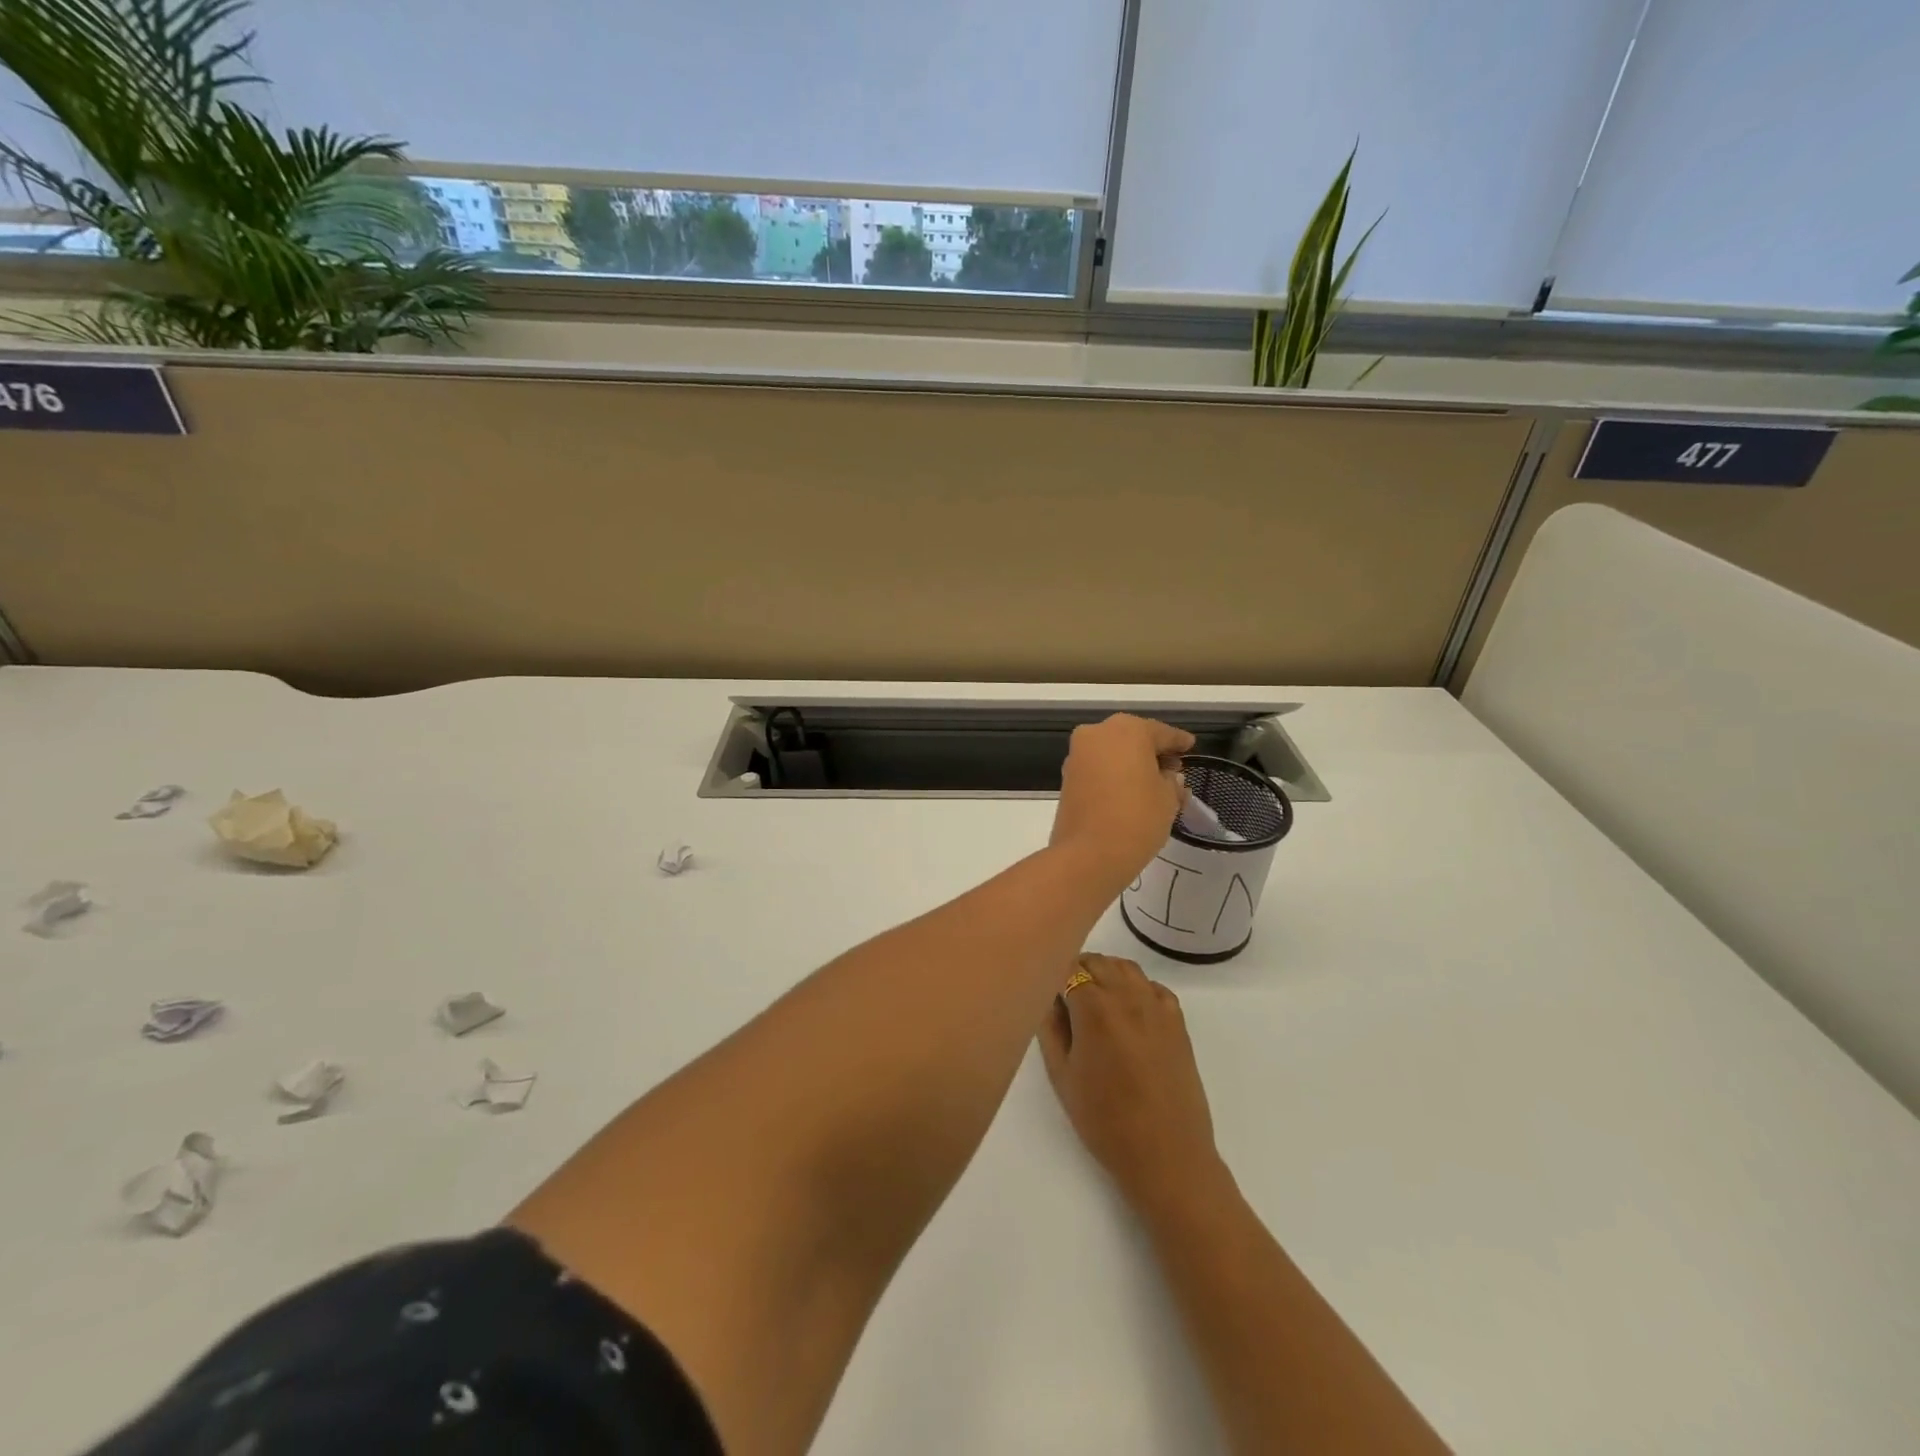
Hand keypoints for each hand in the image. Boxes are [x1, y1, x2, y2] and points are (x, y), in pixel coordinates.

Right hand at [1038, 954, 1222, 1211]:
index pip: (1069, 969)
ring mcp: (1157, 1006)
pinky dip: (1137, 987)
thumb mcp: (1062, 1076)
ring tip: (1095, 1000)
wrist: (1166, 1155)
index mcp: (1095, 1008)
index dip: (1055, 975)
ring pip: (1126, 968)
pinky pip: (1153, 987)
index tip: (1046, 992)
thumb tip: (1049, 1000)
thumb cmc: (1104, 1121)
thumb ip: (1050, 1029)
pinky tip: (1128, 1011)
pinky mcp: (1178, 1022)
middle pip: (1098, 962)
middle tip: (1065, 997)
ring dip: (1107, 973)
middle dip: (1078, 970)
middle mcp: (1128, 996)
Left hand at [1049, 714, 1193, 890]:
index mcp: (1126, 730)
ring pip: (1113, 751)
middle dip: (1153, 751)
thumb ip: (1171, 780)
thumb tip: (1167, 777)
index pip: (1160, 733)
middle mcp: (1097, 734)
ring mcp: (1078, 755)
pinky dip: (1114, 773)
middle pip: (1133, 737)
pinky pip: (1098, 767)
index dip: (1178, 741)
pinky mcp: (1067, 776)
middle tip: (1173, 767)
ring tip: (1154, 782)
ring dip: (1132, 762)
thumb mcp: (1168, 798)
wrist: (1089, 854)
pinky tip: (1131, 790)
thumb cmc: (1137, 818)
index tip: (1190, 746)